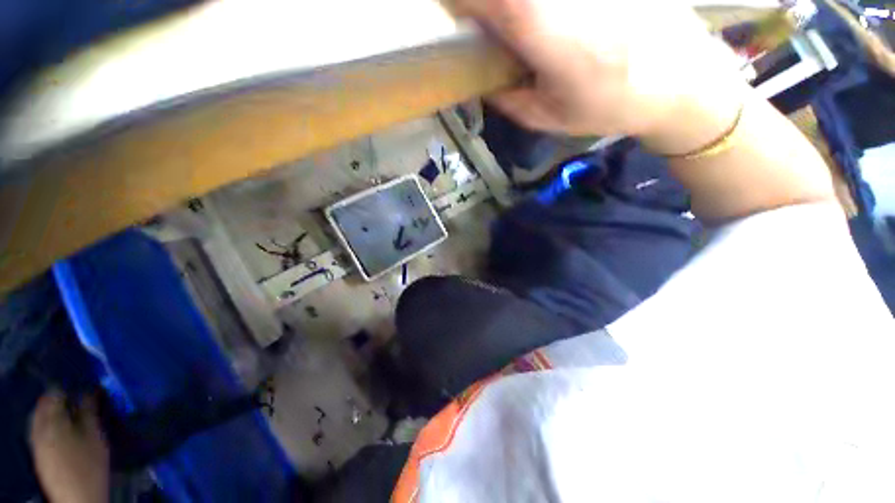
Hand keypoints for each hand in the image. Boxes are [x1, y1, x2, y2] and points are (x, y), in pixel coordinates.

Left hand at [30, 391, 109, 502]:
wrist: (78, 497)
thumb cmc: (89, 464)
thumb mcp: (95, 437)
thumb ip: (89, 412)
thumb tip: (89, 390)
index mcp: (51, 421)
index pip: (55, 393)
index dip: (69, 387)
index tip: (83, 386)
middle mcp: (38, 427)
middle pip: (44, 405)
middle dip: (59, 399)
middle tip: (79, 399)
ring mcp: (35, 442)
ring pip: (41, 418)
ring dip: (54, 412)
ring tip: (73, 414)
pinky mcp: (38, 452)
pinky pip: (40, 429)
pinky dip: (50, 424)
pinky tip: (63, 431)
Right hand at [451, 0, 739, 140]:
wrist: (681, 79)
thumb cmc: (610, 106)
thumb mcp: (548, 117)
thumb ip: (508, 99)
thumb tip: (483, 82)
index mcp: (545, 29)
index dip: (460, 0)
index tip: (453, 15)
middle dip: (485, 3)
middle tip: (482, 20)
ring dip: (512, 7)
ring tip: (515, 30)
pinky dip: (539, 9)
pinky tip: (547, 21)